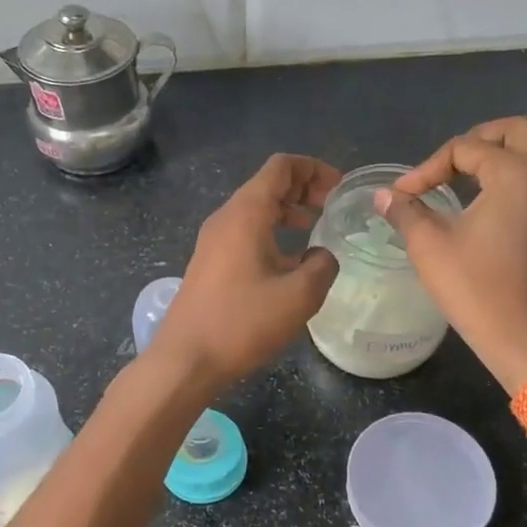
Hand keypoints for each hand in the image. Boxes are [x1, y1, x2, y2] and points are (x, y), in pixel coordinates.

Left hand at [156, 154, 341, 390]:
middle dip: (304, 189)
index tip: (340, 189)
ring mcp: (213, 241)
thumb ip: (322, 266)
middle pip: (268, 184)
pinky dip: (272, 233)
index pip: (281, 167)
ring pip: (256, 210)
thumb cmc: (242, 323)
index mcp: (246, 213)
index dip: (314, 169)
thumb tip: (322, 256)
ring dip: (288, 212)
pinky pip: (245, 233)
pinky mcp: (210, 263)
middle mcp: (226, 218)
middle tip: (333, 209)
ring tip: (317, 231)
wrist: (186, 359)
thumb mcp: (299, 296)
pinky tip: (290, 262)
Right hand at [375, 117, 526, 393]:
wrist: (521, 337)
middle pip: (517, 131)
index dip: (428, 168)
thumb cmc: (474, 286)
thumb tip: (383, 196)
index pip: (464, 148)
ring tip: (464, 178)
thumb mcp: (429, 245)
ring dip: (500, 155)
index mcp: (513, 173)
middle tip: (448, 163)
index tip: (403, 196)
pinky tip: (486, 205)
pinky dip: (514, 179)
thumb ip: (405, 211)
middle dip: (478, 139)